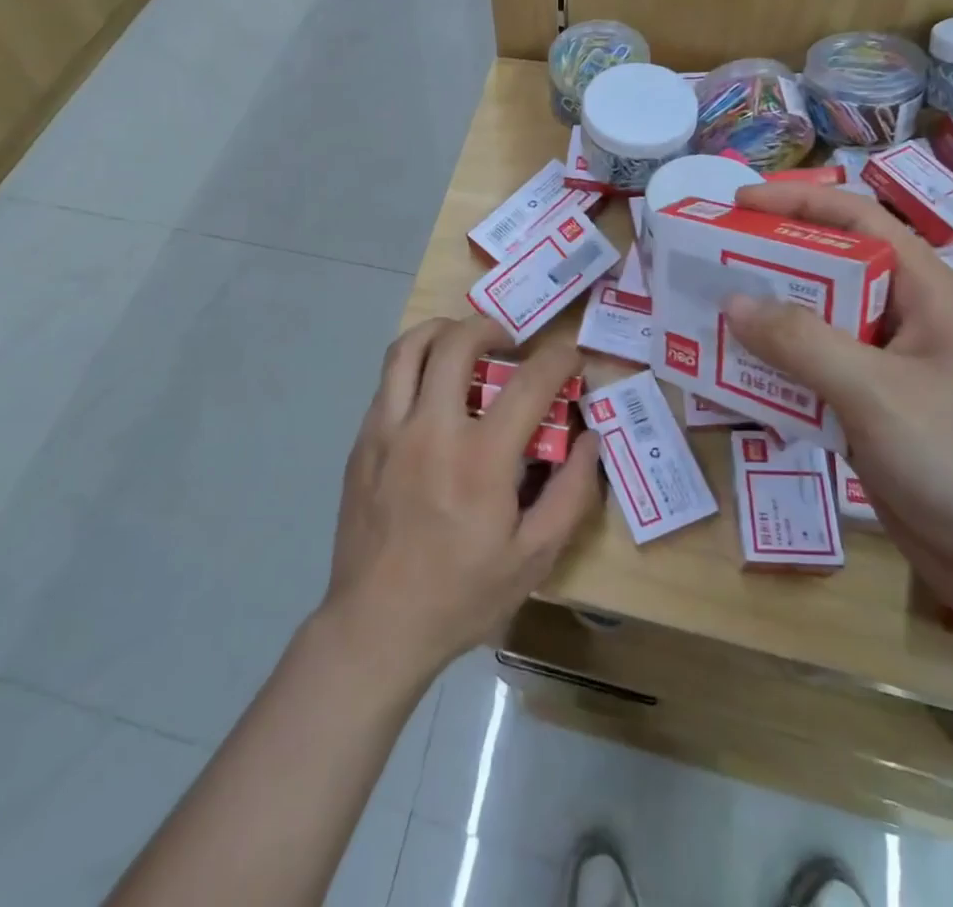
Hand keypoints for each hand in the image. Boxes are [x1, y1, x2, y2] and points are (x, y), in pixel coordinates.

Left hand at [320, 316, 601, 684]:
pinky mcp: (362, 441)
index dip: (559, 359)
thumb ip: (570, 493)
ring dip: (443, 330)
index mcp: (479, 460)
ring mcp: (387, 431)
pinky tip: (433, 390)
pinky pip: (388, 380)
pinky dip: (415, 365)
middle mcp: (429, 430)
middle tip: (510, 340)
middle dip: (491, 326)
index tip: (571, 356)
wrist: (376, 625)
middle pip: (457, 343)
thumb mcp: (533, 558)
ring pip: (408, 348)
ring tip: (465, 342)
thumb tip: (590, 438)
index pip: (528, 384)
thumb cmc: (461, 595)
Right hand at [722, 185, 952, 632]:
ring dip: (765, 321)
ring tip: (706, 315)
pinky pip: (813, 376)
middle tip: (708, 262)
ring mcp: (889, 370)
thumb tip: (733, 301)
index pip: (858, 222)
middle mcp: (905, 321)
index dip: (797, 202)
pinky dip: (775, 371)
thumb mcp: (876, 392)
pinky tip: (733, 377)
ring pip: (816, 327)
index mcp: (925, 293)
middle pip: (829, 271)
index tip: (736, 204)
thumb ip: (802, 342)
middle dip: (769, 263)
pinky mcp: (873, 413)